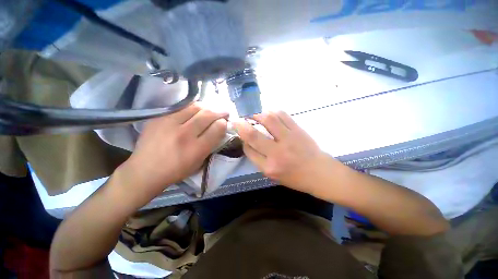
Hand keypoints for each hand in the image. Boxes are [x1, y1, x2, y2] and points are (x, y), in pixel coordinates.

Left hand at [115, 103, 227, 203]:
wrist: (145, 171)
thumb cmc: (176, 170)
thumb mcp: (199, 162)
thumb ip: (211, 145)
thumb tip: (219, 128)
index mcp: (196, 149)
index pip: (217, 128)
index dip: (224, 123)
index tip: (225, 122)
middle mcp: (184, 134)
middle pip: (208, 115)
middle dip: (220, 111)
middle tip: (224, 111)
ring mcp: (169, 124)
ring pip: (195, 107)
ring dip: (207, 107)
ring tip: (211, 109)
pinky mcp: (159, 118)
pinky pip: (181, 107)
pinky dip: (192, 107)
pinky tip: (195, 110)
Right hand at [233, 111, 338, 194]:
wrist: (320, 173)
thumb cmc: (295, 177)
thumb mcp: (273, 175)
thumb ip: (259, 160)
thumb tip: (248, 143)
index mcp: (270, 167)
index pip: (249, 150)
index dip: (243, 141)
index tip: (241, 135)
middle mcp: (277, 153)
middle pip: (253, 135)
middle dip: (241, 126)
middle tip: (238, 120)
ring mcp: (289, 139)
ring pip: (269, 120)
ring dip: (257, 115)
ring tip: (253, 115)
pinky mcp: (298, 130)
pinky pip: (283, 115)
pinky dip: (273, 112)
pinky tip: (269, 113)